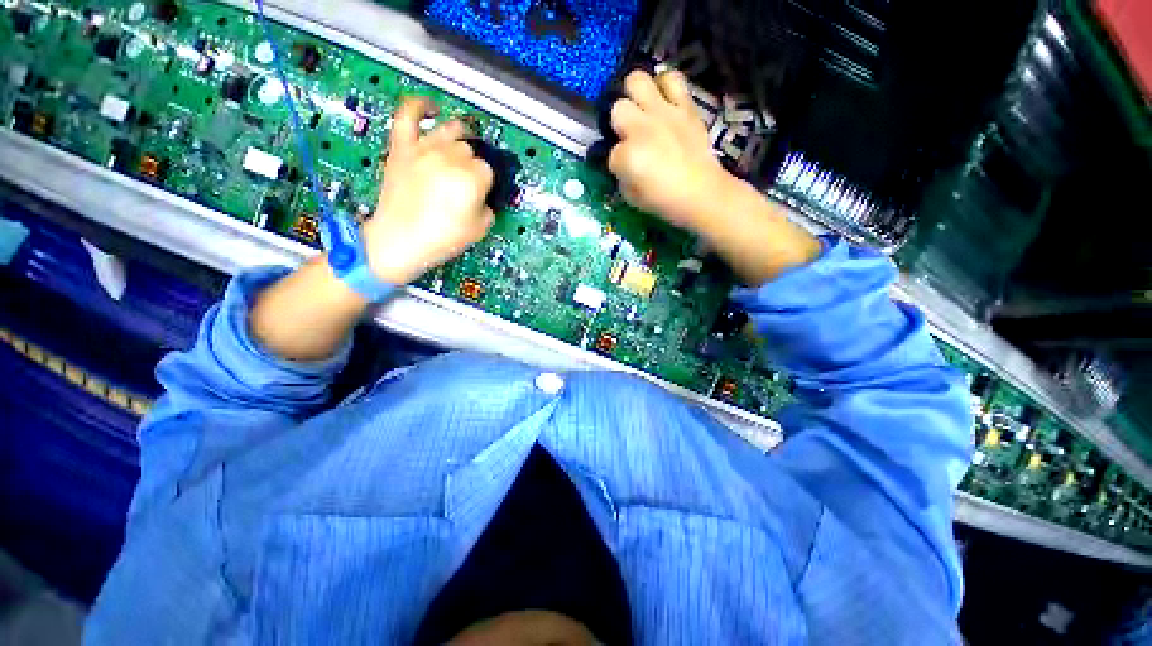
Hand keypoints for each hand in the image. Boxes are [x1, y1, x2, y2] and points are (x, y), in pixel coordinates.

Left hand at [363, 97, 494, 284]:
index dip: (485, 184)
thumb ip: (488, 208)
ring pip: (450, 130)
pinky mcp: (402, 147)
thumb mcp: (480, 230)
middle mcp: (450, 157)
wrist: (400, 240)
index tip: (479, 195)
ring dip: (460, 137)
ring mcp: (424, 148)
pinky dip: (419, 106)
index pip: (487, 171)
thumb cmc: (443, 239)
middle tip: (465, 184)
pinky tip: (431, 107)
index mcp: (471, 178)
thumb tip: (483, 195)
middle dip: (471, 166)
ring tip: (462, 144)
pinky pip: (408, 115)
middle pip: (470, 151)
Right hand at [609, 69, 820, 284]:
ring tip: (643, 109)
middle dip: (620, 123)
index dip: (618, 164)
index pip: (611, 154)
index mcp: (628, 156)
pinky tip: (664, 100)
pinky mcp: (685, 106)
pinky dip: (666, 85)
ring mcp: (664, 112)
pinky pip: (672, 78)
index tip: (626, 171)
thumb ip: (622, 177)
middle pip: (618, 109)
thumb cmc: (665, 202)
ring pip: (637, 80)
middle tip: (630, 135)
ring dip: (636, 95)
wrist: (703, 194)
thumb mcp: (632, 198)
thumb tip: (622, 164)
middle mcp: (641, 129)